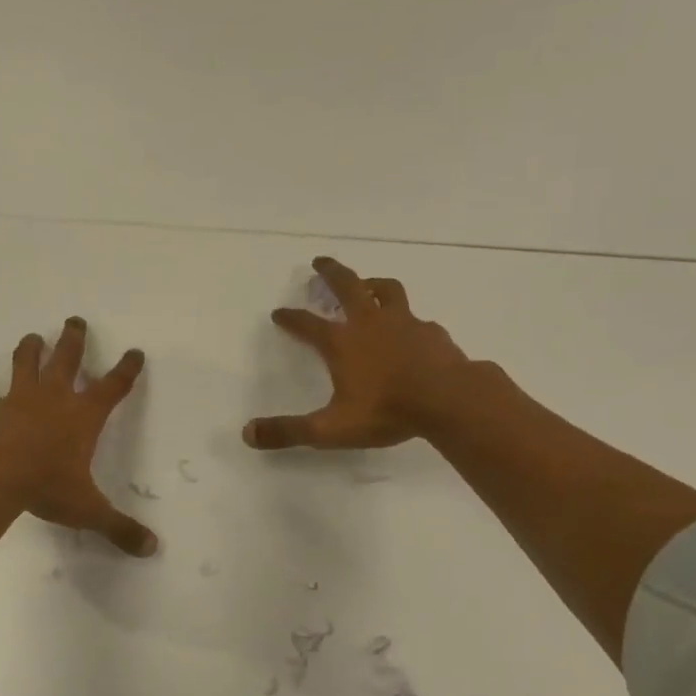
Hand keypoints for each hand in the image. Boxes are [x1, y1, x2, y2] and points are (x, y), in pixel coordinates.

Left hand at [0, 316, 158, 556]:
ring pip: (25, 364)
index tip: (135, 352)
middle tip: (75, 320)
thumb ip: (118, 527)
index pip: (113, 387)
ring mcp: (19, 400)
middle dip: (73, 339)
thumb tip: (151, 549)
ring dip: (29, 350)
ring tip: (31, 337)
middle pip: (67, 359)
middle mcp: (54, 399)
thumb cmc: (48, 486)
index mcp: (84, 416)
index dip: (126, 369)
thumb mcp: (88, 510)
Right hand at [244, 257, 473, 450]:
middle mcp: (370, 323)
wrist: (448, 400)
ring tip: (368, 284)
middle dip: (330, 272)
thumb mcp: (330, 429)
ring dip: (372, 284)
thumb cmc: (386, 411)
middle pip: (347, 286)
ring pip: (386, 290)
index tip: (278, 312)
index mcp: (342, 342)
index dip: (290, 318)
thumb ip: (289, 431)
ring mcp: (404, 323)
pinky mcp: (432, 332)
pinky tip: (411, 330)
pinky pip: (417, 318)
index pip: (307, 324)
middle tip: (319, 262)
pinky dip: (408, 319)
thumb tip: (248, 433)